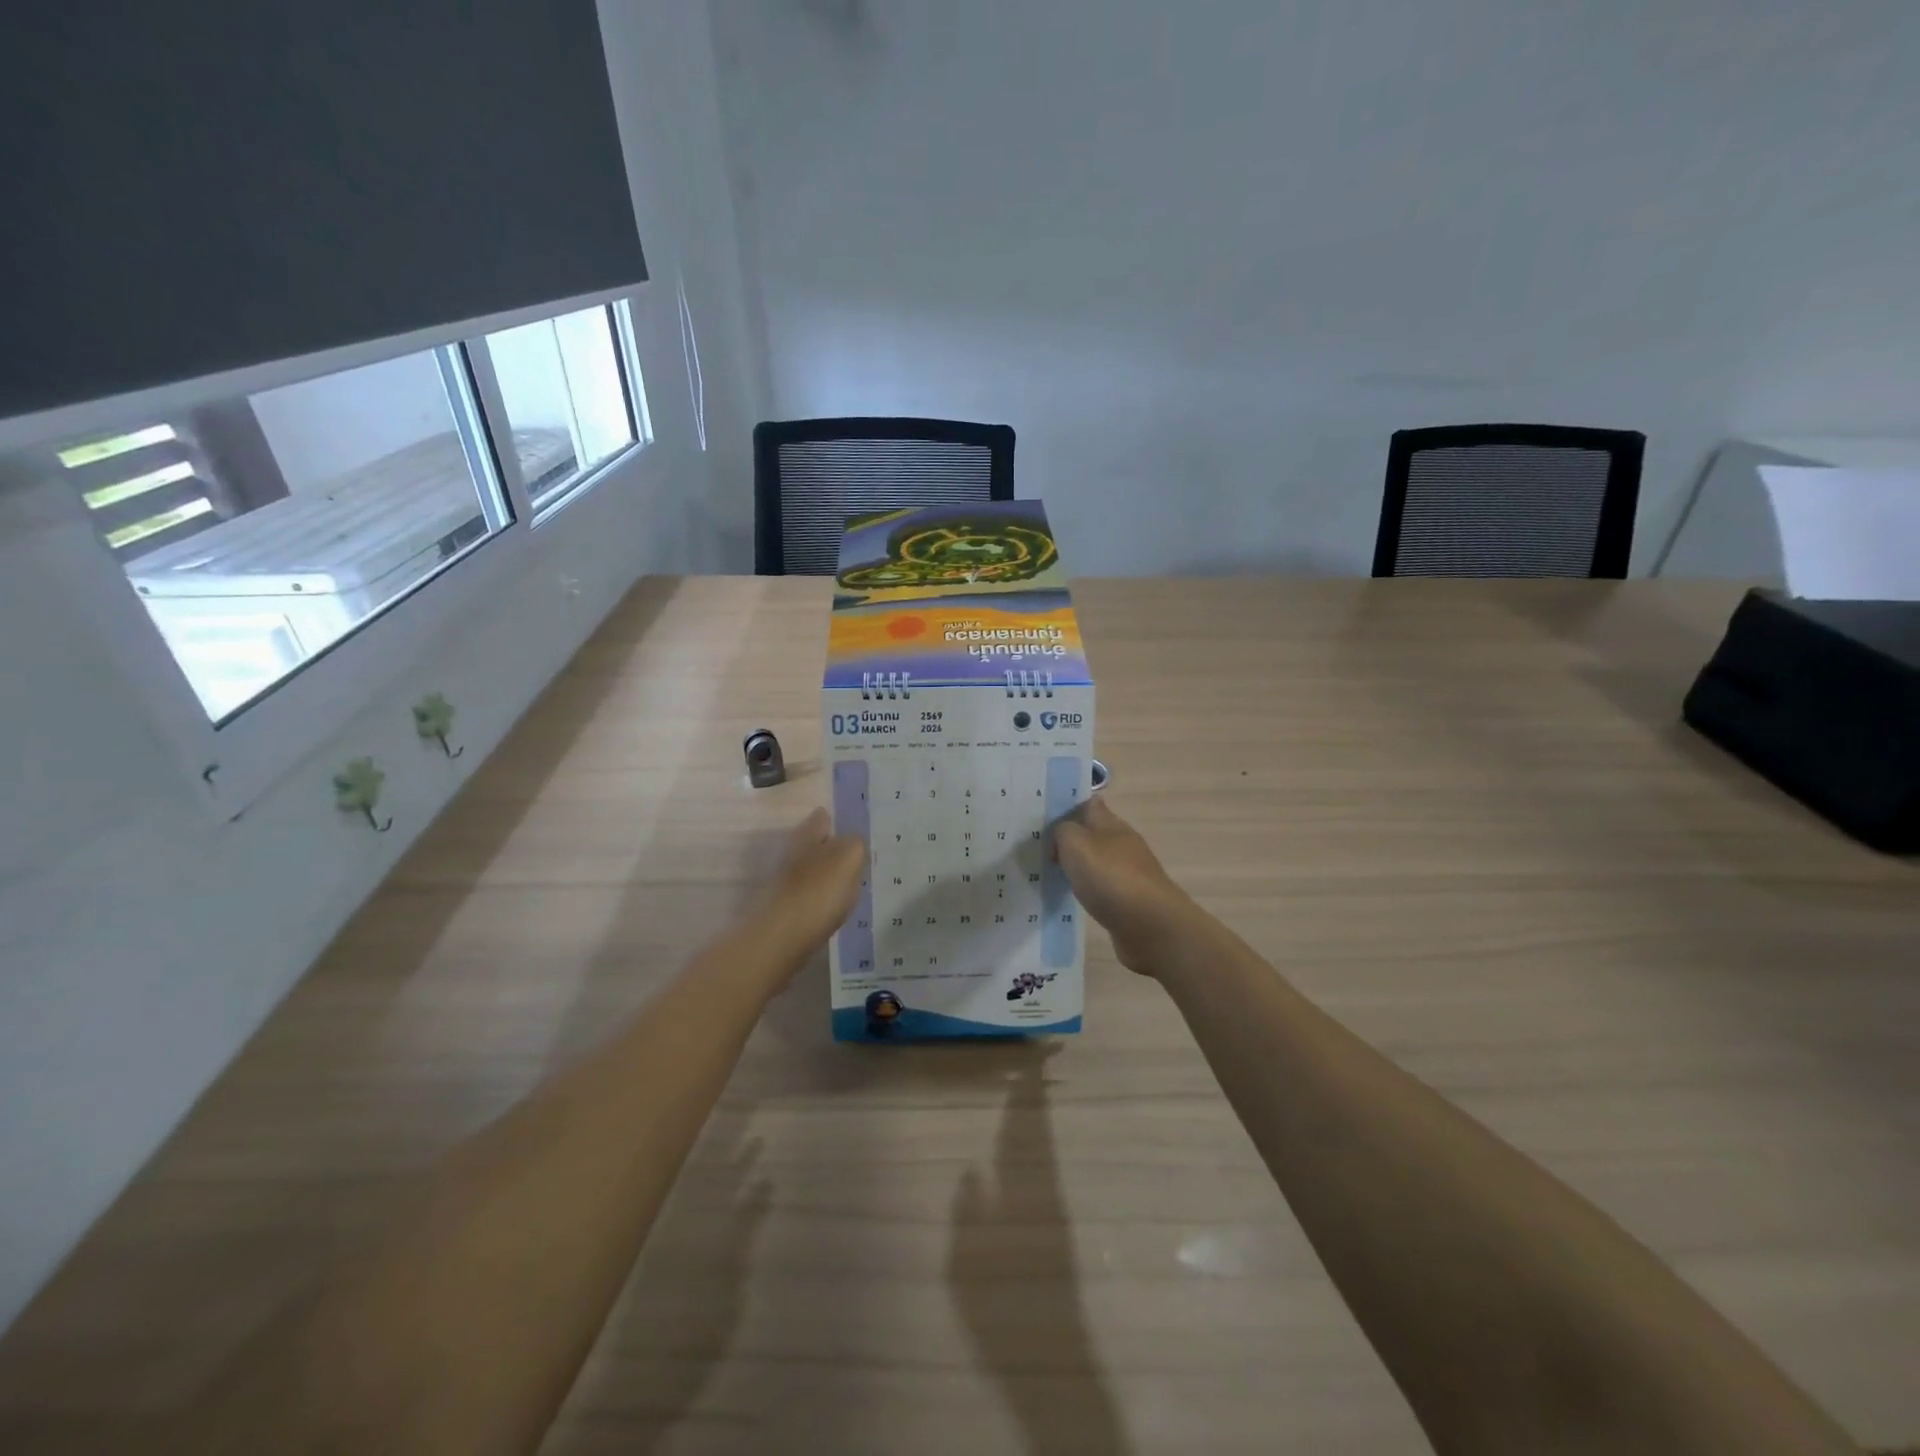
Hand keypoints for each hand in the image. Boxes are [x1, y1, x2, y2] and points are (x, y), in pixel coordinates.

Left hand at [754, 807, 867, 953]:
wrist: (782, 938)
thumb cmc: (819, 891)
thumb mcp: (850, 857)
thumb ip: (856, 844)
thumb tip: (854, 842)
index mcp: (807, 834)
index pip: (822, 817)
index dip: (838, 822)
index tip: (857, 834)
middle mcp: (793, 852)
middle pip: (816, 844)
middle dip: (834, 850)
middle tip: (860, 861)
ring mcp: (786, 881)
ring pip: (813, 870)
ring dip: (828, 875)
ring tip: (853, 885)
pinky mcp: (786, 907)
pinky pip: (810, 895)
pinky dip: (822, 898)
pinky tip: (836, 908)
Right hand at [1053, 797, 1196, 974]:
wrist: (1149, 925)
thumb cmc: (1110, 877)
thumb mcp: (1076, 843)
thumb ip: (1064, 831)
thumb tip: (1063, 835)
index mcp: (1112, 824)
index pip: (1090, 805)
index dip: (1070, 806)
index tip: (1045, 815)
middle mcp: (1123, 844)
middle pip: (1094, 834)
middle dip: (1071, 838)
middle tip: (1040, 847)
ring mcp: (1129, 873)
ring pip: (1098, 861)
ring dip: (1079, 865)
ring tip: (1051, 873)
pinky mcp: (1130, 901)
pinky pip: (1102, 888)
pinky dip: (1088, 889)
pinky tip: (1073, 897)